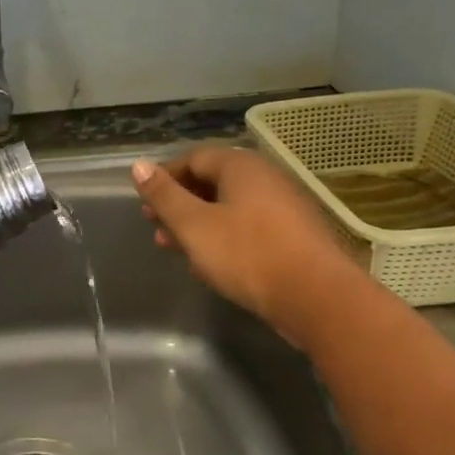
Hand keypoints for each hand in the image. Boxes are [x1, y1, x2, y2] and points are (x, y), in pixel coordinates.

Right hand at [131, 147, 357, 331]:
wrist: (316, 297)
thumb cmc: (247, 255)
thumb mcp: (194, 225)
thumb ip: (165, 196)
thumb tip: (139, 165)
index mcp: (242, 167)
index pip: (195, 157)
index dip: (165, 177)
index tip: (145, 202)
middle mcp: (266, 178)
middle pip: (213, 182)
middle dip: (179, 204)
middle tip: (155, 226)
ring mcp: (284, 208)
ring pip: (229, 208)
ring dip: (198, 225)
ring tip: (173, 248)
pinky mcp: (293, 236)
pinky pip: (248, 228)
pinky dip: (222, 238)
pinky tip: (208, 265)